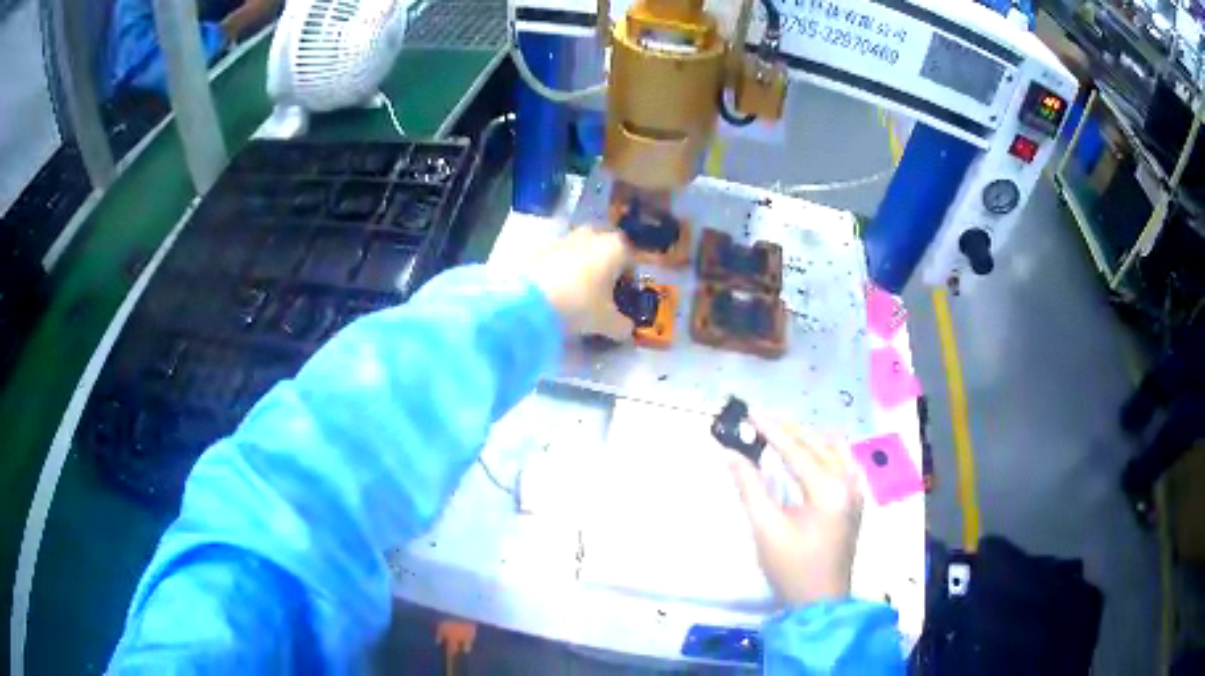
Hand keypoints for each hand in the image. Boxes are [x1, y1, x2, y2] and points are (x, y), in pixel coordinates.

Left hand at [529, 228, 634, 340]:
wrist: (528, 298)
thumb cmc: (579, 304)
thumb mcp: (606, 322)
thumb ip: (622, 327)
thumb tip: (626, 330)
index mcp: (615, 247)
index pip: (630, 260)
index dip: (628, 280)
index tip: (621, 298)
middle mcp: (592, 236)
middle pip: (604, 249)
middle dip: (604, 267)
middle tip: (599, 292)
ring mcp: (564, 238)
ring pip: (579, 251)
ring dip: (580, 267)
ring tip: (575, 294)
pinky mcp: (540, 247)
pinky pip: (557, 258)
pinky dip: (559, 270)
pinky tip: (554, 292)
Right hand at [729, 418, 863, 607]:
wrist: (820, 600)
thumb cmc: (791, 567)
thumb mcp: (766, 529)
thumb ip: (749, 487)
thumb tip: (730, 454)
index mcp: (828, 490)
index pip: (797, 450)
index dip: (772, 430)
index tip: (751, 412)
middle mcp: (848, 482)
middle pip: (817, 444)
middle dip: (788, 430)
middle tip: (760, 421)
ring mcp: (856, 490)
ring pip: (833, 449)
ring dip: (808, 438)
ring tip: (780, 435)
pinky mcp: (855, 499)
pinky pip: (842, 461)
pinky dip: (823, 450)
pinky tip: (806, 454)